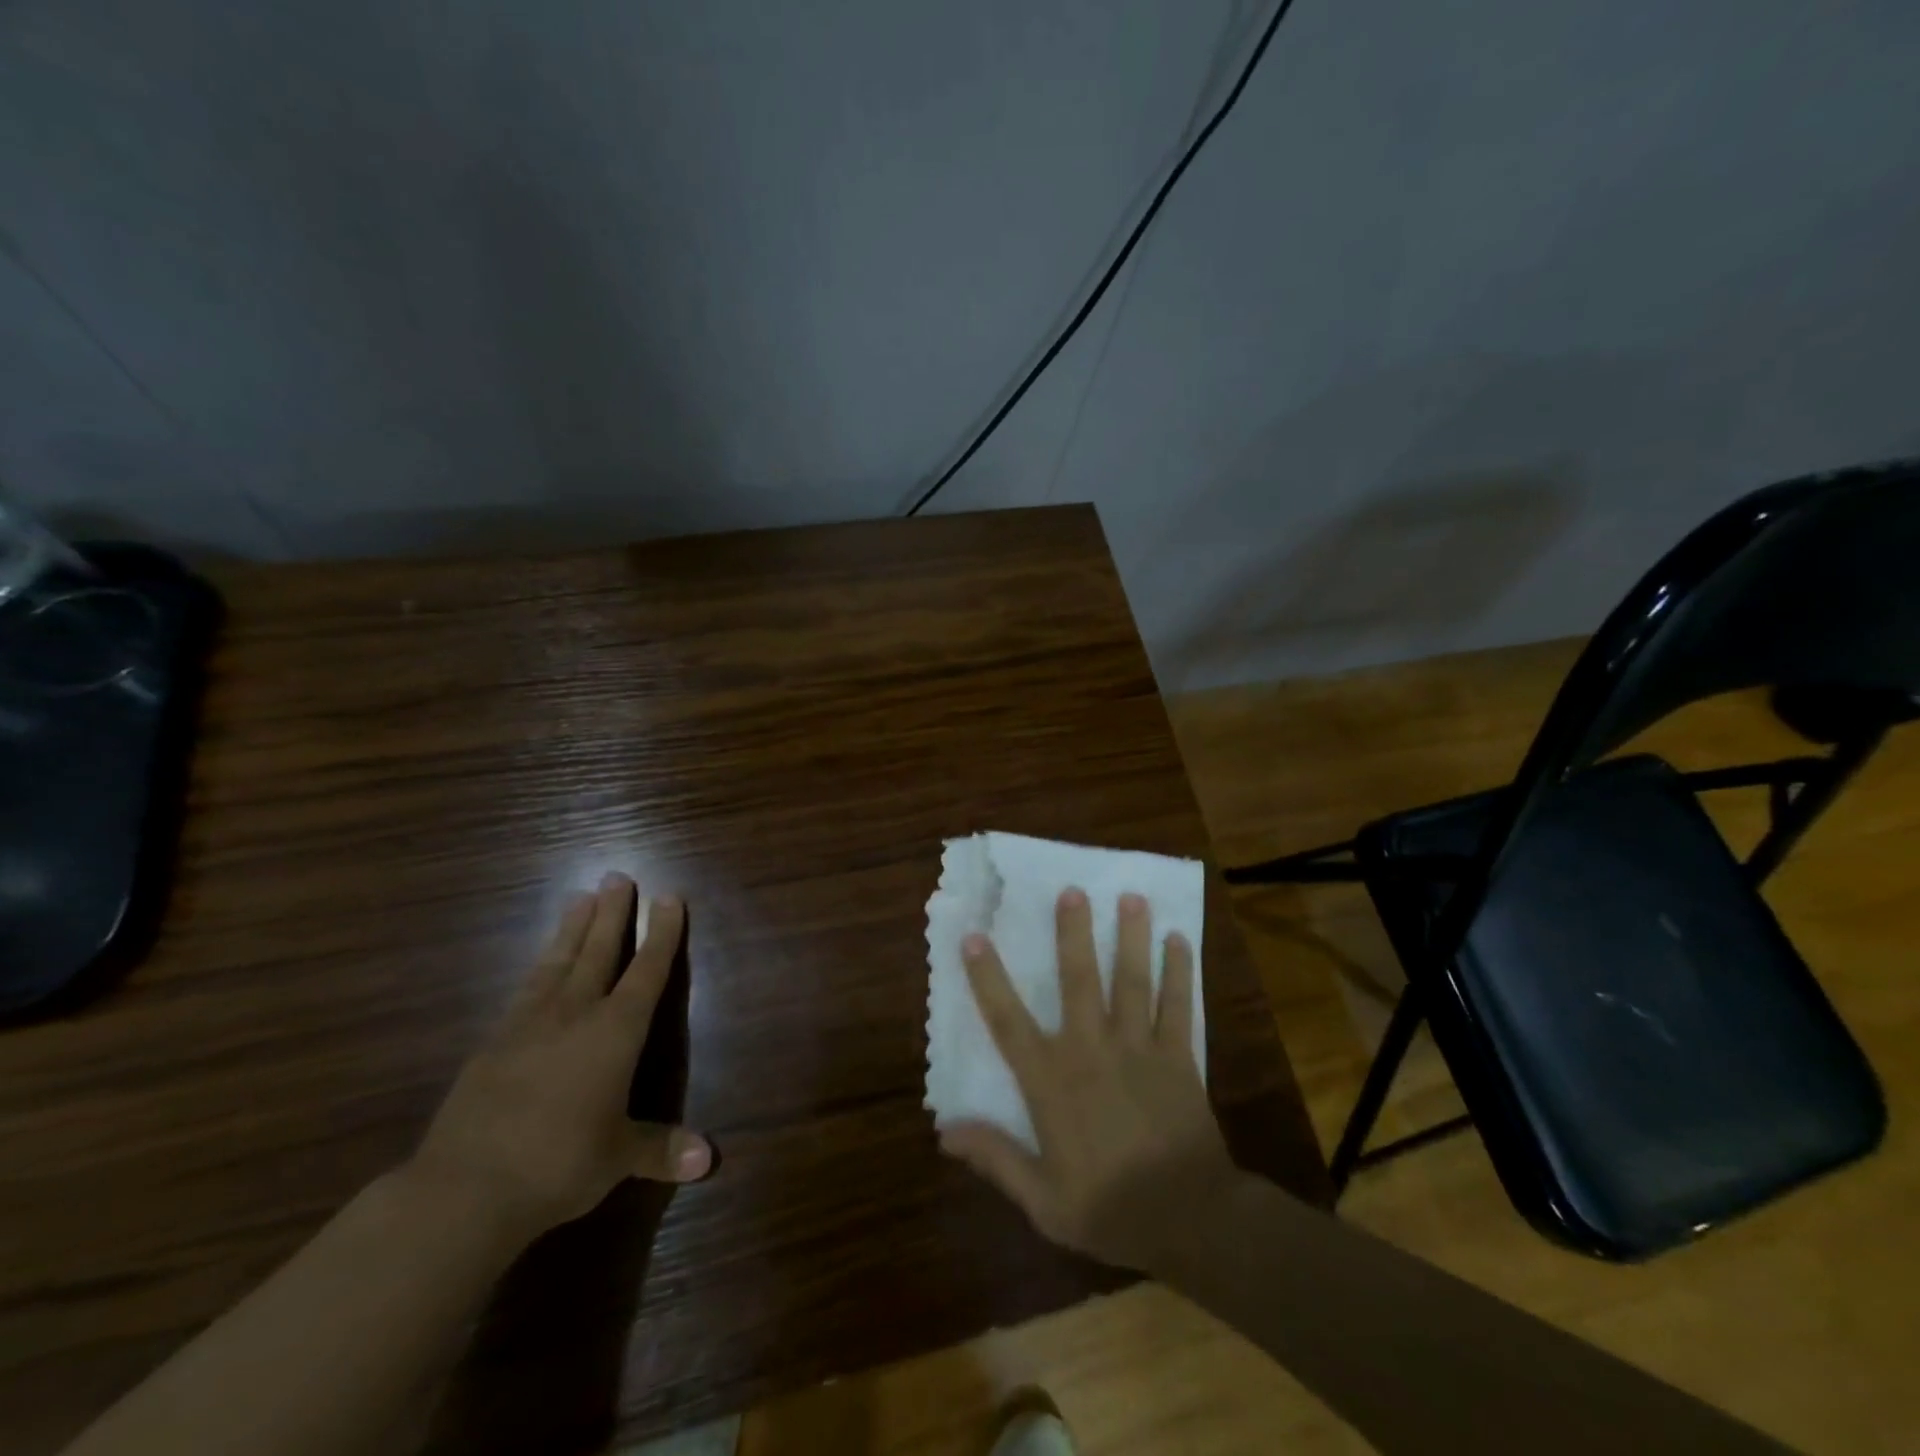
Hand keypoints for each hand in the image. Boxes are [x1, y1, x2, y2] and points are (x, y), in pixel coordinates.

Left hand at [408, 873, 709, 1243]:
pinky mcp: (492, 1043)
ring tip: (579, 896)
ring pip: (557, 962)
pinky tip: (539, 963)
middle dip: (613, 913)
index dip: (662, 933)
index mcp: (615, 1031)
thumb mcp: (617, 1158)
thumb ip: (661, 1148)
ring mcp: (528, 1024)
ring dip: (572, 928)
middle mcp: (575, 1014)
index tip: (669, 896)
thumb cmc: (559, 1164)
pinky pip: (524, 990)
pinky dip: (538, 967)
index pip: (647, 971)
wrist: (464, 1189)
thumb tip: (709, 1160)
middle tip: (618, 875)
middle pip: (599, 951)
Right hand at [938, 887, 1239, 1271]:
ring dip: (1131, 937)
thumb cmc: (1110, 1209)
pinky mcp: (1179, 1056)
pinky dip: (1179, 972)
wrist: (1190, 1221)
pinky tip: (1179, 940)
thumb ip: (996, 1158)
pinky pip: (1178, 1006)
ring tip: (1132, 896)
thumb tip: (945, 1130)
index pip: (1008, 1021)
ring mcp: (1139, 1047)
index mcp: (1052, 1080)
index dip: (988, 978)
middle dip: (1073, 933)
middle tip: (1073, 890)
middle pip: (1079, 980)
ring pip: (1132, 981)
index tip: (974, 937)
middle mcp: (1092, 1049)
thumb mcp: (1043, 1199)